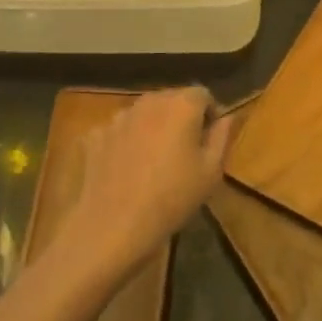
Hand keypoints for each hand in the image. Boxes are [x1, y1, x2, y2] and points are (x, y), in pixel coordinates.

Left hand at [60, 88, 232, 282]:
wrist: (113, 225)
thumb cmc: (172, 198)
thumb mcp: (211, 172)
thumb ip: (221, 137)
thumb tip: (227, 118)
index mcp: (181, 105)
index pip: (202, 95)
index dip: (210, 114)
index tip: (210, 139)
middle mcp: (148, 102)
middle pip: (171, 99)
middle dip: (181, 117)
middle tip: (185, 150)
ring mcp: (117, 117)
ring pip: (143, 114)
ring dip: (152, 128)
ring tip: (154, 160)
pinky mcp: (94, 136)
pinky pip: (118, 132)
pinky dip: (125, 142)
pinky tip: (126, 169)